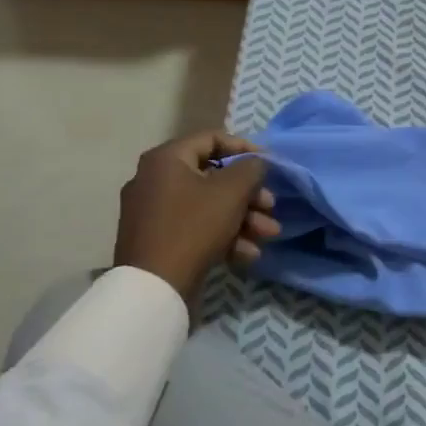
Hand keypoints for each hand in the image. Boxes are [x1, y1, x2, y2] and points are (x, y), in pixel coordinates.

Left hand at [114, 131, 280, 307]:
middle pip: (214, 177)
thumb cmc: (194, 227)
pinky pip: (197, 227)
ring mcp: (154, 212)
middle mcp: (155, 179)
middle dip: (250, 194)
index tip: (270, 165)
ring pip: (210, 205)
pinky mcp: (159, 239)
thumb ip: (251, 168)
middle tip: (271, 207)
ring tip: (269, 235)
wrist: (154, 286)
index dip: (246, 148)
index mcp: (166, 159)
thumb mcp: (232, 192)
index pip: (212, 139)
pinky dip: (224, 236)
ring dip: (244, 218)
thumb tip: (256, 163)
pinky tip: (248, 254)